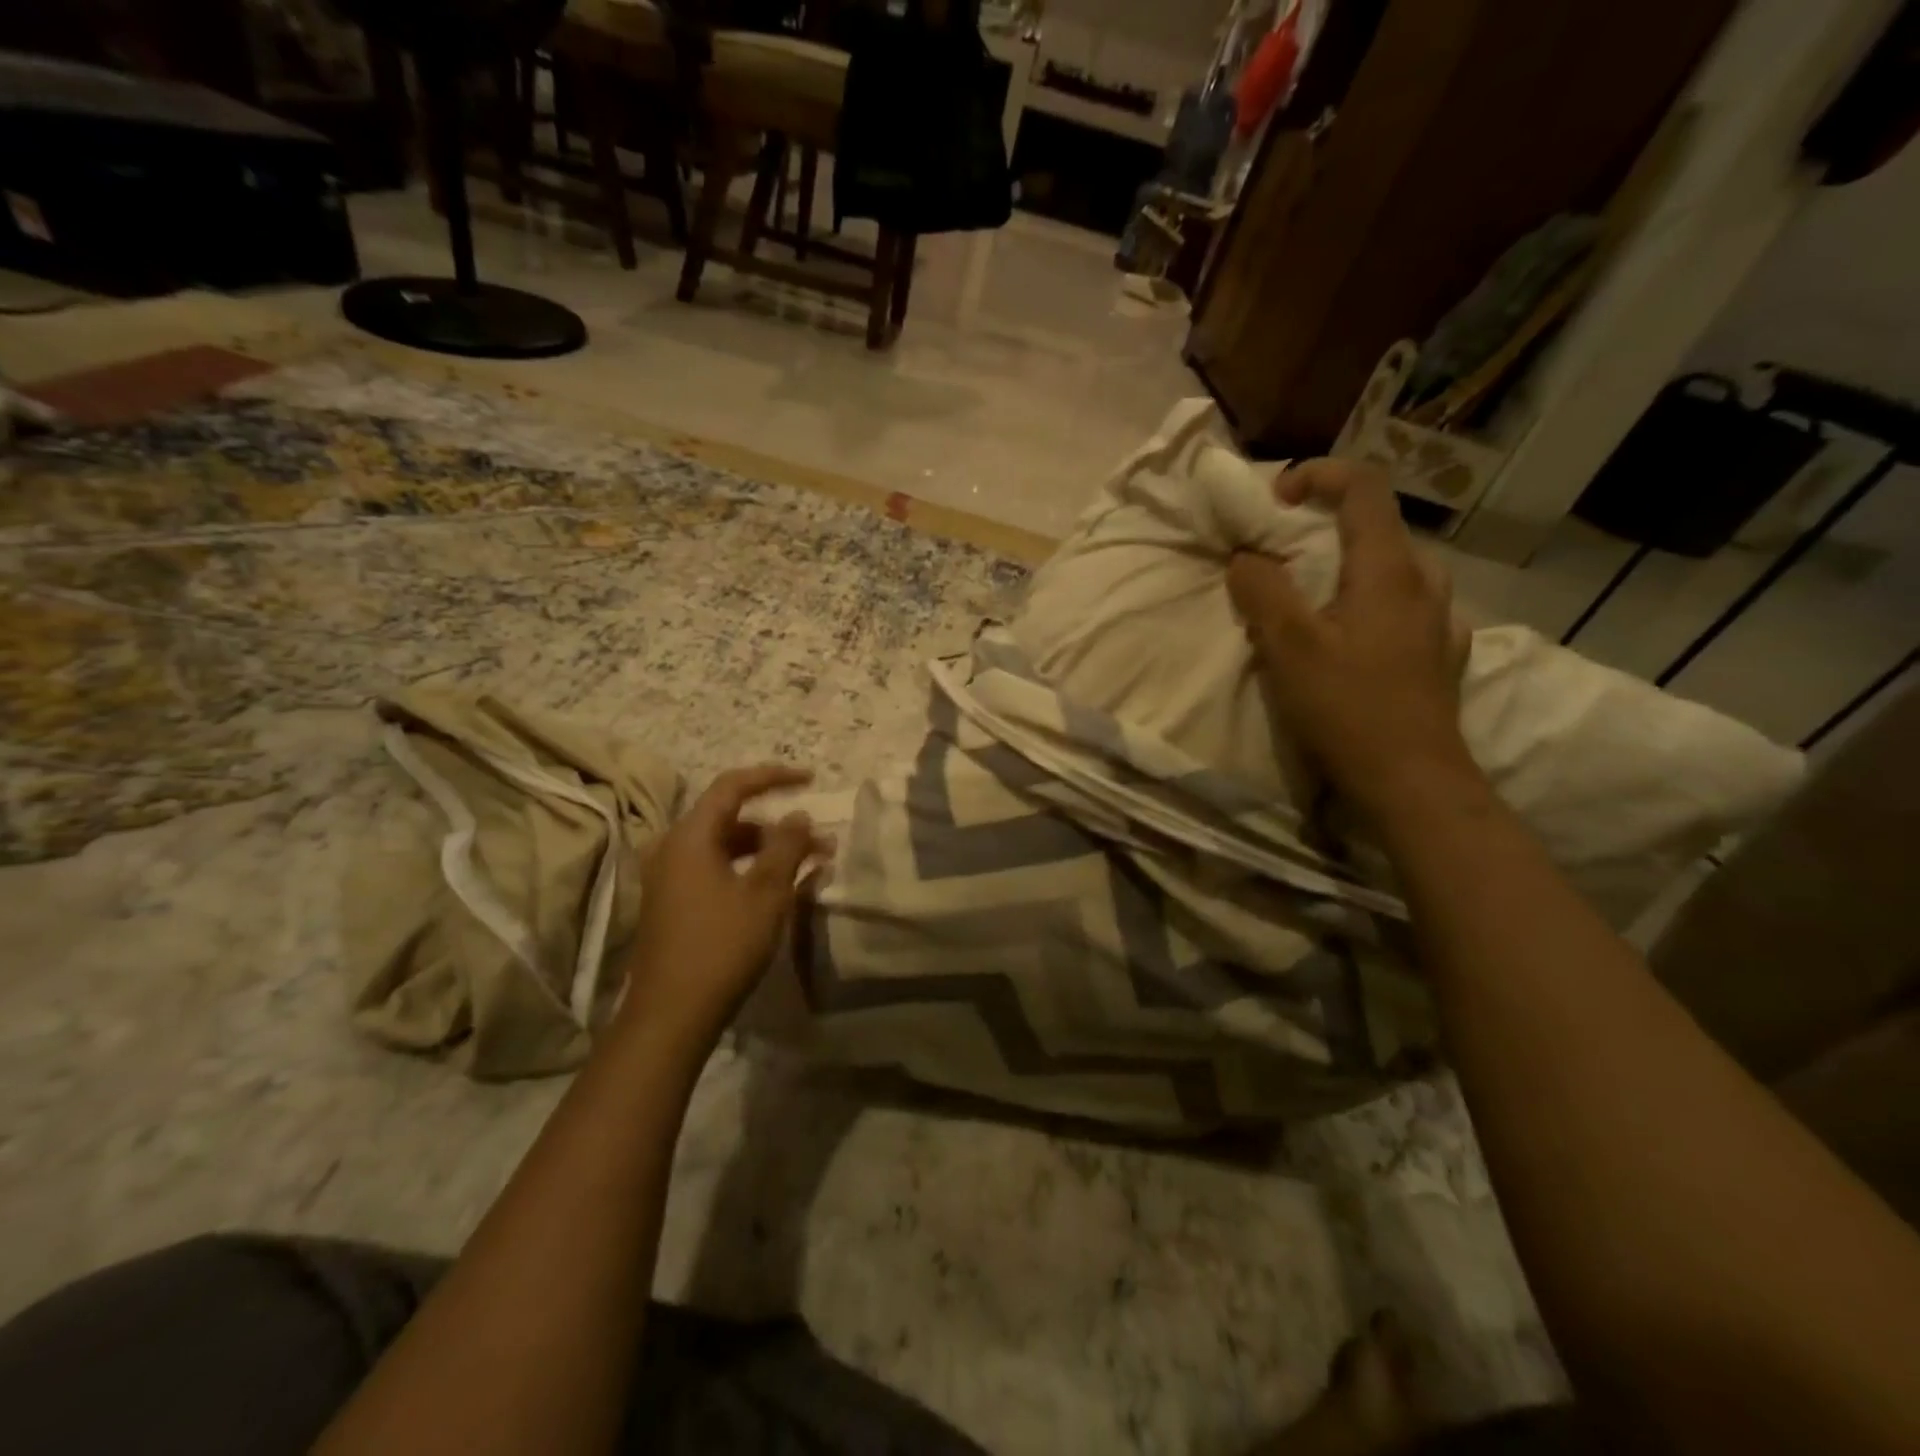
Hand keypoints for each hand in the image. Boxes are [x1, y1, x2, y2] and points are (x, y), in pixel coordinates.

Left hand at [620, 765, 831, 1047]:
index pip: (733, 786)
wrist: (671, 1014)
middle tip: (820, 840)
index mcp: (690, 837)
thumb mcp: (766, 893)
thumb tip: (799, 815)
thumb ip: (786, 846)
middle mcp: (673, 848)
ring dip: (768, 850)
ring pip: (726, 846)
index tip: (811, 779)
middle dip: (779, 825)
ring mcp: (669, 877)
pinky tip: (778, 889)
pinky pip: (716, 869)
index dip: (774, 776)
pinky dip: (749, 869)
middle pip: (731, 818)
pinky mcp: (672, 903)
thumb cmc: (722, 946)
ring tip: (809, 867)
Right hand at [1226, 460, 1482, 821]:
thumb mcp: (1288, 647)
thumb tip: (1246, 559)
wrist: (1412, 781)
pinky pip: (1406, 607)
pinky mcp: (1441, 655)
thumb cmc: (1347, 709)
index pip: (1364, 487)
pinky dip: (1373, 603)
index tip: (1276, 500)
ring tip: (1316, 600)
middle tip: (1284, 557)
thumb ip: (1262, 592)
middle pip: (1379, 526)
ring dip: (1350, 567)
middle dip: (1327, 526)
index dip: (1319, 475)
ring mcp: (1440, 620)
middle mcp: (1424, 582)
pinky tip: (1358, 637)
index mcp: (1388, 569)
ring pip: (1395, 568)